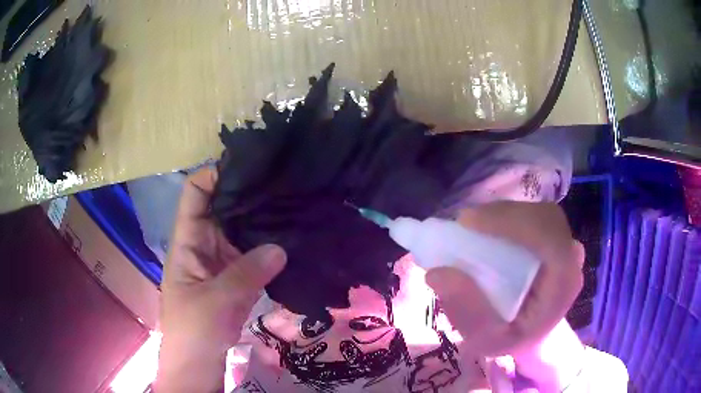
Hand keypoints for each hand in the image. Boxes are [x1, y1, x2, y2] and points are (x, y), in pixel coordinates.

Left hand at [157, 168, 286, 392]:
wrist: (199, 360)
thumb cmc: (194, 328)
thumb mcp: (216, 300)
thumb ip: (246, 273)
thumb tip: (280, 247)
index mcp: (188, 240)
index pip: (195, 193)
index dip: (215, 174)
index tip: (249, 166)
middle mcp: (205, 242)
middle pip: (223, 206)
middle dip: (247, 193)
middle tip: (282, 181)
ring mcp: (223, 259)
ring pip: (241, 228)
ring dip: (261, 219)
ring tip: (292, 202)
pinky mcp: (238, 275)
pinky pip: (254, 253)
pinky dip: (269, 245)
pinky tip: (291, 236)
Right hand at [425, 202, 584, 385]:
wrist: (537, 337)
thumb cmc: (513, 340)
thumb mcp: (485, 339)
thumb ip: (466, 312)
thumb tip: (437, 273)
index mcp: (563, 284)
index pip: (548, 236)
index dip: (512, 221)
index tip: (468, 222)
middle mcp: (571, 258)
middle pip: (542, 217)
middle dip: (503, 215)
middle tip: (465, 224)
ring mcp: (566, 244)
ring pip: (537, 212)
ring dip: (504, 214)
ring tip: (472, 226)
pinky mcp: (556, 238)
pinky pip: (534, 215)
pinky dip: (509, 216)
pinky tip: (488, 228)